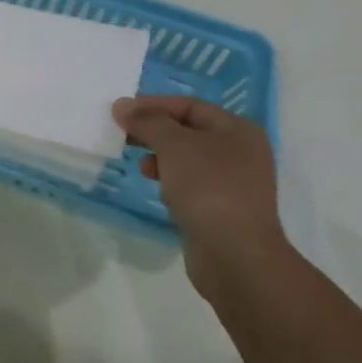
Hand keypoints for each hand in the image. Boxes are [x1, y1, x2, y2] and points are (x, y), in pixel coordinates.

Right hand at [112, 94, 286, 301]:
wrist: (236, 256)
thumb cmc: (208, 188)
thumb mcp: (173, 145)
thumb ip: (147, 121)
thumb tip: (121, 106)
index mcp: (237, 129)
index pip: (188, 105)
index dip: (152, 105)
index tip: (120, 112)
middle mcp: (241, 152)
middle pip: (188, 131)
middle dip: (155, 132)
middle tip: (123, 135)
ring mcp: (234, 183)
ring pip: (188, 159)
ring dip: (161, 158)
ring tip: (142, 167)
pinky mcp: (223, 209)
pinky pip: (191, 185)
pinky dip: (172, 182)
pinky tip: (161, 192)